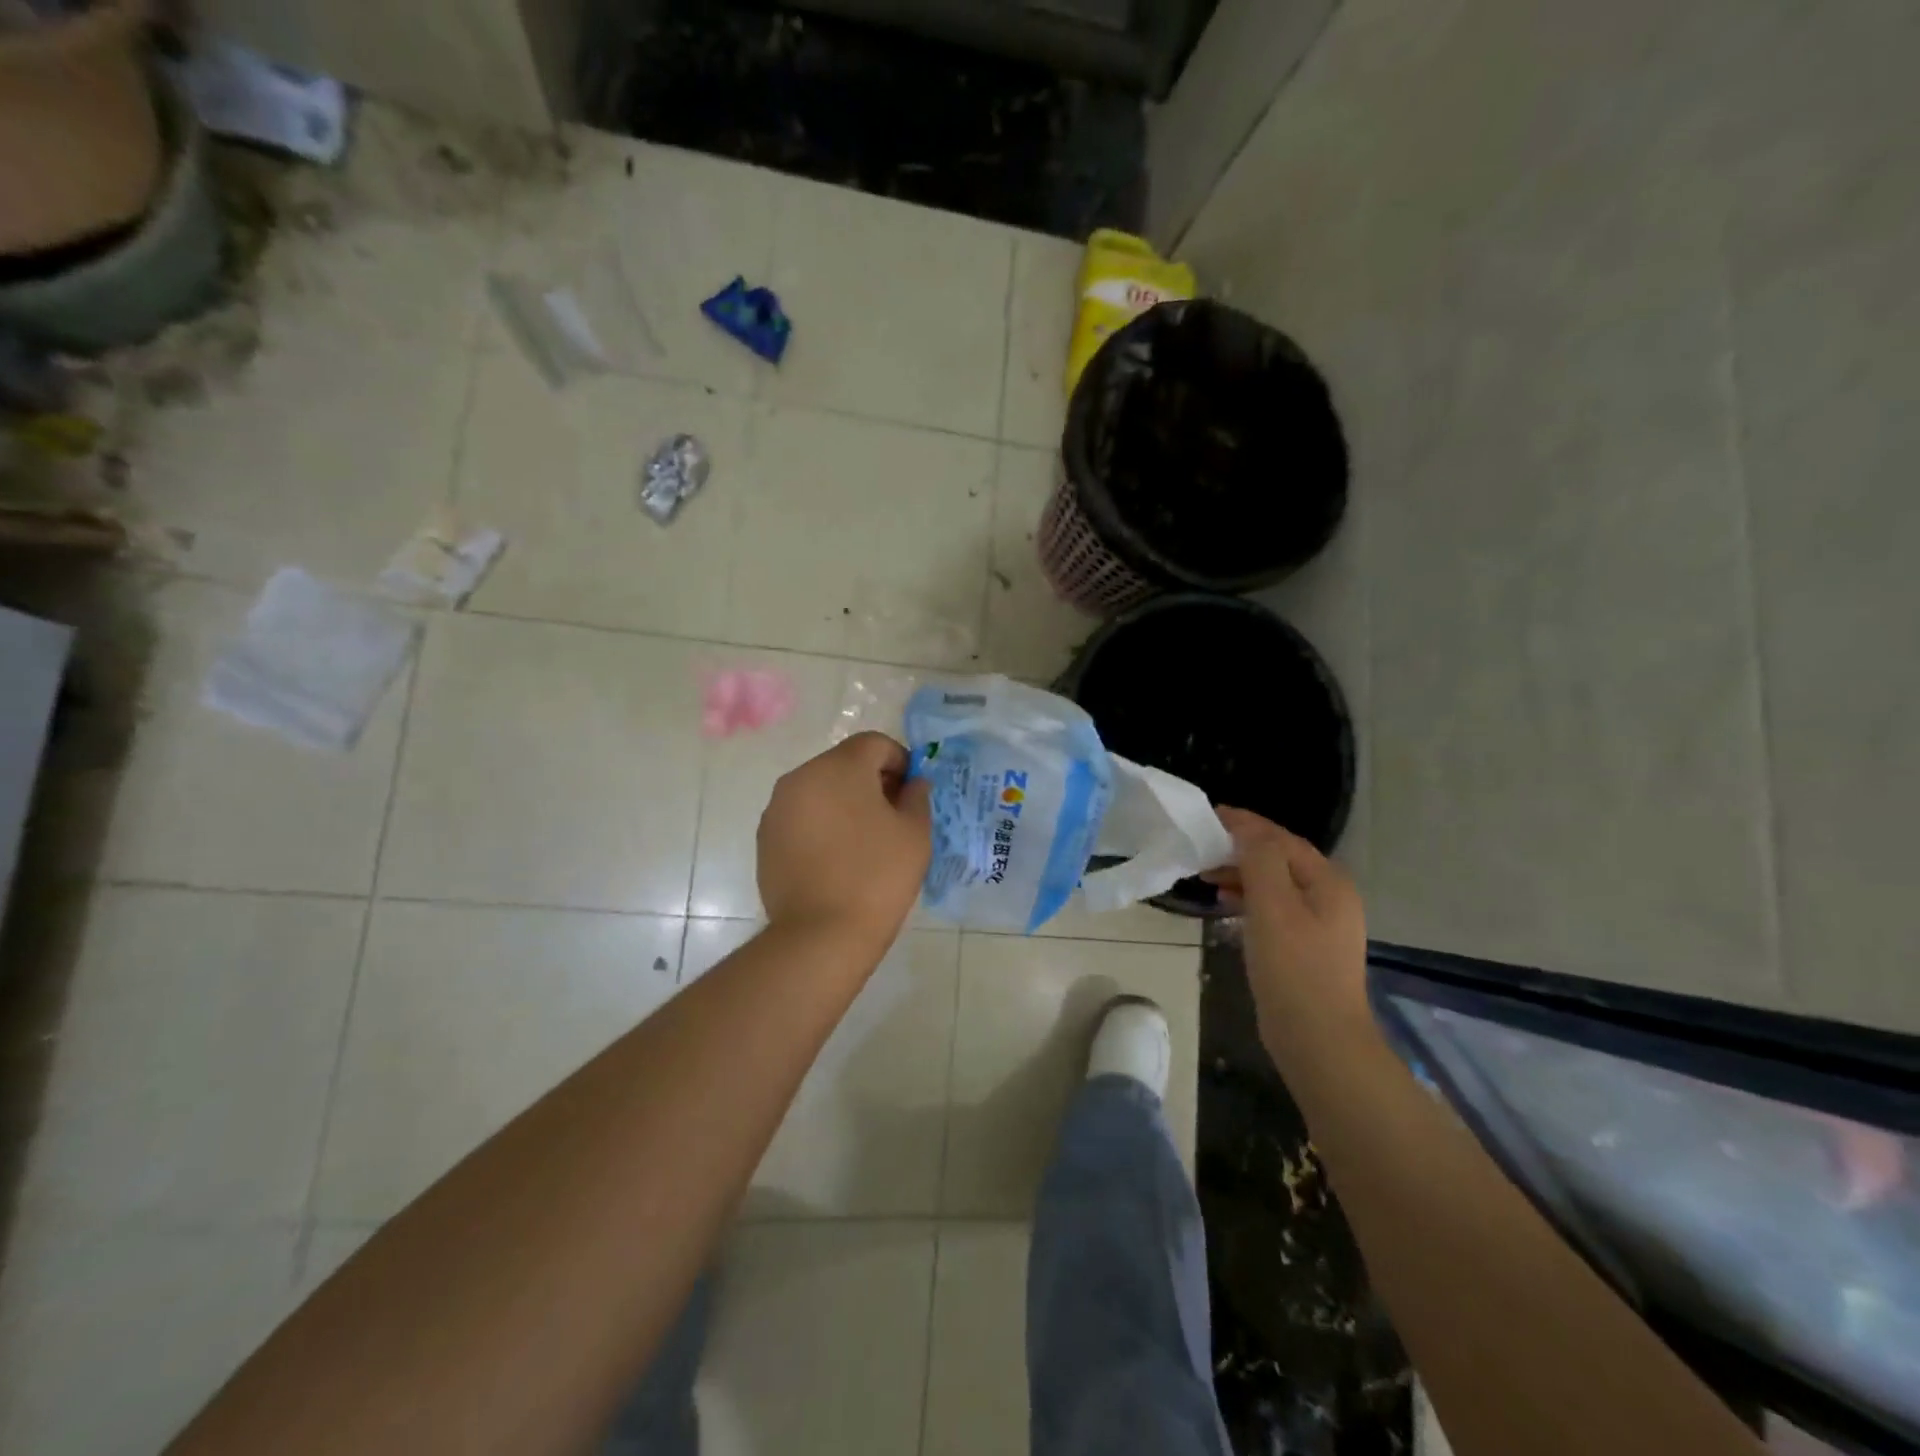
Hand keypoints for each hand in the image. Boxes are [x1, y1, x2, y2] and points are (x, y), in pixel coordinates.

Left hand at [758, 732, 932, 947]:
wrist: (821, 934)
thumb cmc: (877, 876)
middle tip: (893, 817)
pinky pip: (801, 817)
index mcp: (839, 767)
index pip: (874, 744)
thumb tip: (912, 783)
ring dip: (844, 803)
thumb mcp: (915, 833)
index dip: (900, 761)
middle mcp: (801, 777)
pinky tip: (837, 859)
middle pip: (844, 764)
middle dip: (871, 781)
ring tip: (864, 841)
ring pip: (820, 790)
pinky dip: (821, 825)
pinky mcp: (766, 838)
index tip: (912, 793)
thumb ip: (917, 797)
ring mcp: (778, 808)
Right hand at [1208, 808, 1373, 1047]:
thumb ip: (1260, 859)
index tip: (1208, 816)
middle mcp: (1329, 897)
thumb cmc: (1294, 968)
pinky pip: (1273, 909)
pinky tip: (1226, 905)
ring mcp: (1319, 925)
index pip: (1281, 839)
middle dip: (1240, 849)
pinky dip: (1248, 899)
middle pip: (1279, 859)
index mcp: (1328, 882)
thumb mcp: (1273, 906)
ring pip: (1274, 885)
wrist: (1319, 1041)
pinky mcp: (1304, 949)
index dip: (1245, 824)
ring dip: (1241, 874)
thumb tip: (1245, 828)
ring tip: (1206, 875)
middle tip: (1201, 848)